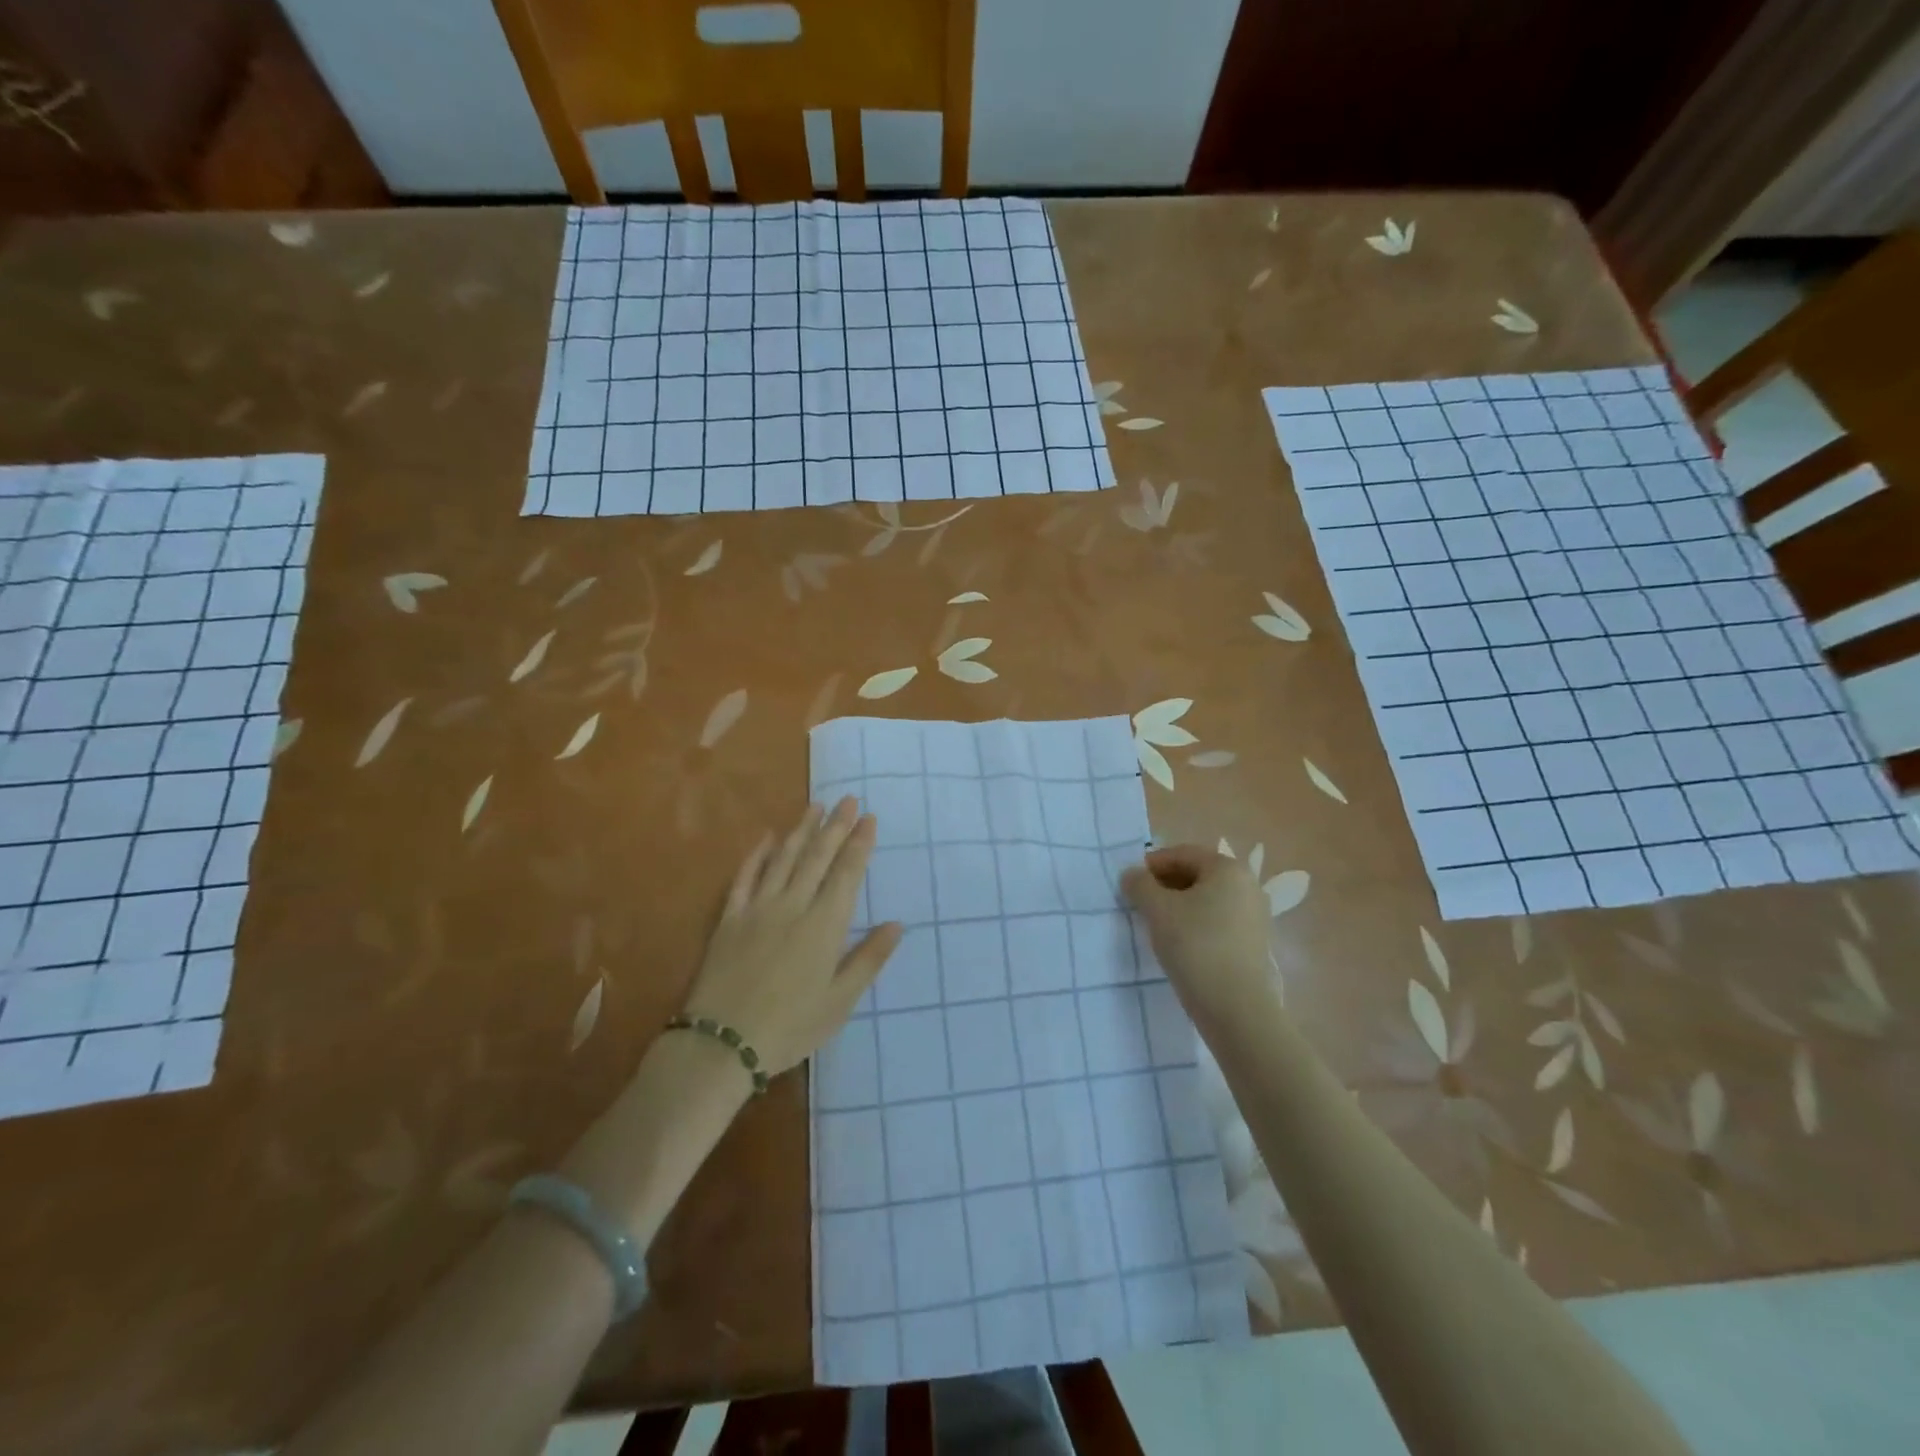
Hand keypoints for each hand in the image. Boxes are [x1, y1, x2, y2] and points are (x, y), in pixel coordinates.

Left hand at [682, 797, 901, 1075]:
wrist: (722, 1043)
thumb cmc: (790, 1027)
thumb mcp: (840, 1001)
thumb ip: (868, 959)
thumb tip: (895, 924)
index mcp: (824, 926)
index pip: (847, 873)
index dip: (859, 843)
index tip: (869, 818)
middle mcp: (793, 906)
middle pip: (817, 857)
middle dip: (835, 826)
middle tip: (848, 799)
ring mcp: (758, 908)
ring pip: (784, 858)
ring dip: (801, 829)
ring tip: (815, 806)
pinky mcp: (730, 919)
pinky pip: (744, 877)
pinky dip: (757, 855)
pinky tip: (767, 838)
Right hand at [1121, 844, 1273, 1027]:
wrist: (1236, 1008)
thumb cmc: (1195, 946)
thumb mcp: (1157, 910)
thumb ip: (1139, 885)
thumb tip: (1132, 875)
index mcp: (1228, 868)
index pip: (1182, 853)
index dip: (1152, 864)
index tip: (1130, 883)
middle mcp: (1248, 885)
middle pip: (1197, 874)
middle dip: (1165, 885)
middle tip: (1140, 903)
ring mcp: (1255, 915)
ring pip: (1207, 900)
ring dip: (1179, 906)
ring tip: (1156, 925)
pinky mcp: (1254, 943)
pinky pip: (1218, 921)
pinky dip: (1196, 924)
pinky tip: (1179, 944)